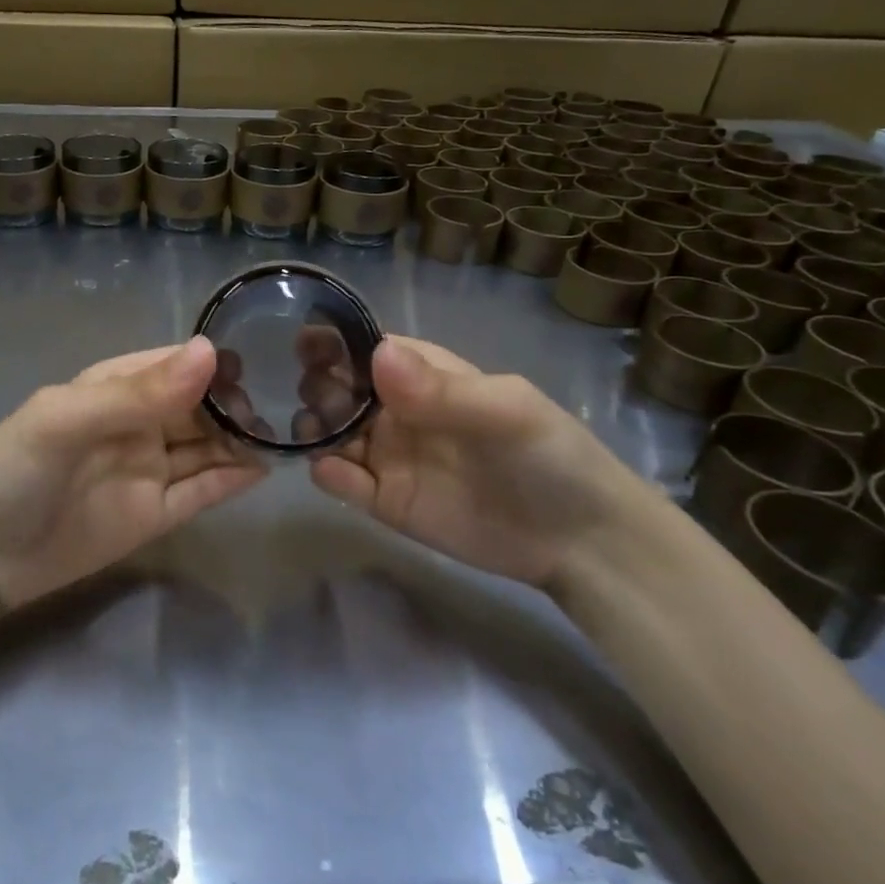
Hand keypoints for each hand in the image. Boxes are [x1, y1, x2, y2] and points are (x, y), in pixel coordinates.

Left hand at [0, 337, 265, 611]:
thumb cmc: (11, 471)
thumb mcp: (66, 420)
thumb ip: (138, 393)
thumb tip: (210, 352)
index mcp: (113, 387)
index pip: (175, 365)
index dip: (216, 364)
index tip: (263, 365)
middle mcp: (136, 423)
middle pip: (198, 406)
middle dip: (236, 404)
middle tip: (281, 407)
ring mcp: (147, 470)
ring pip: (206, 447)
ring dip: (240, 440)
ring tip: (285, 434)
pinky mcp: (154, 515)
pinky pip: (200, 490)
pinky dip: (230, 480)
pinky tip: (263, 469)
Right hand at [308, 335, 661, 590]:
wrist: (578, 541)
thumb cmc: (548, 455)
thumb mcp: (505, 411)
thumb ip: (440, 388)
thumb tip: (377, 353)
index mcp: (423, 375)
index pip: (365, 348)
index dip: (334, 343)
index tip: (306, 344)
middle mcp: (396, 410)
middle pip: (338, 387)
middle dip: (319, 385)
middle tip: (322, 397)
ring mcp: (387, 456)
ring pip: (330, 432)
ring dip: (314, 427)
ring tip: (319, 433)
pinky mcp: (384, 502)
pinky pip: (342, 482)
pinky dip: (327, 473)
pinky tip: (332, 471)